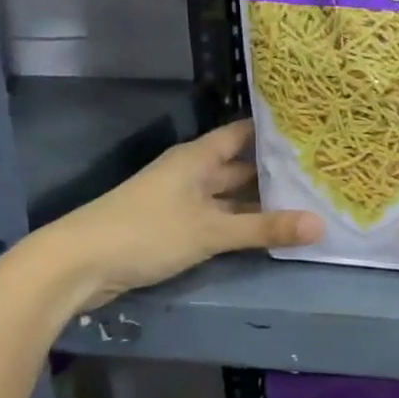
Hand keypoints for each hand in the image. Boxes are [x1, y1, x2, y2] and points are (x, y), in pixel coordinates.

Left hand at [26, 119, 321, 309]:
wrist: (77, 265)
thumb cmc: (147, 232)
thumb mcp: (211, 230)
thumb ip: (265, 228)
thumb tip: (321, 224)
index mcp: (198, 158)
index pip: (243, 134)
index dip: (274, 132)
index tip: (311, 132)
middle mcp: (192, 173)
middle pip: (240, 167)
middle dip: (275, 172)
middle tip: (321, 174)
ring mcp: (182, 202)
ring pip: (230, 197)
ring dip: (260, 202)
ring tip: (307, 203)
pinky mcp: (175, 228)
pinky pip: (218, 219)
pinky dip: (242, 224)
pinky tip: (269, 232)